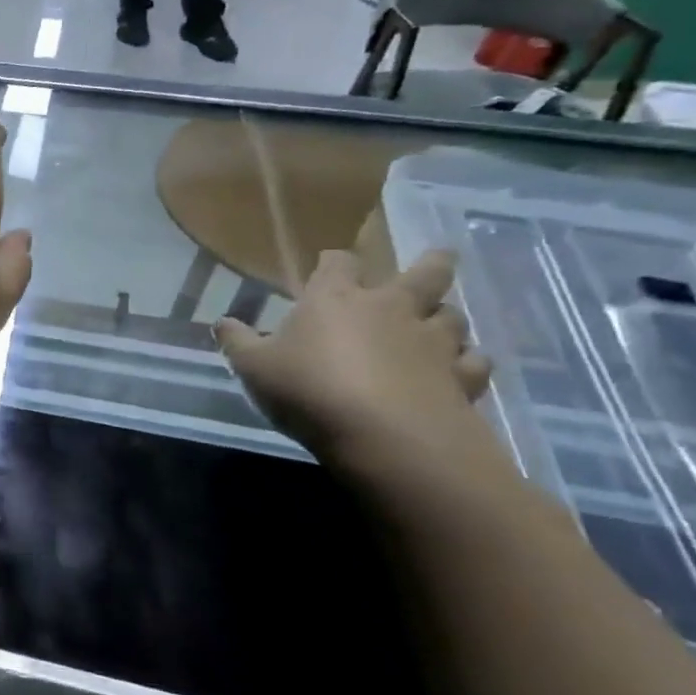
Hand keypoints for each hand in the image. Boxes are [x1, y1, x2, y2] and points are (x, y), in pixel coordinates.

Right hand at [215, 249, 492, 461]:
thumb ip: (238, 342)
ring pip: (453, 316)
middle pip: (424, 273)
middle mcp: (390, 309)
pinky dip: (468, 362)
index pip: (338, 263)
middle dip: (431, 263)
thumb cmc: (309, 390)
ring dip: (446, 317)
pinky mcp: (461, 378)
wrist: (385, 437)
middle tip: (438, 257)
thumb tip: (222, 322)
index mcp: (335, 299)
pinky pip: (473, 362)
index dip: (334, 262)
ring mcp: (431, 342)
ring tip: (439, 325)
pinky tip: (458, 370)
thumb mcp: (254, 367)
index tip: (330, 265)